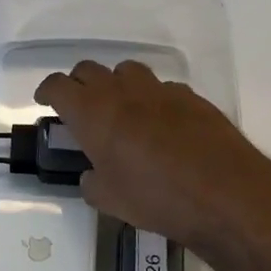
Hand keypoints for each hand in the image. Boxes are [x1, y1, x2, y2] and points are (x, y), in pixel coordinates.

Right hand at [34, 60, 270, 252]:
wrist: (225, 194)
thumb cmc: (156, 198)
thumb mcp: (110, 200)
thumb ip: (93, 182)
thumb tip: (93, 175)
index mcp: (93, 112)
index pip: (58, 85)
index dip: (47, 90)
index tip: (45, 100)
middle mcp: (122, 91)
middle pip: (89, 70)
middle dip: (79, 84)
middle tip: (80, 106)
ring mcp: (159, 90)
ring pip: (127, 71)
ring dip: (116, 84)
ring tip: (121, 109)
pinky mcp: (191, 96)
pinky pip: (162, 88)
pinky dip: (153, 99)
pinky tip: (163, 124)